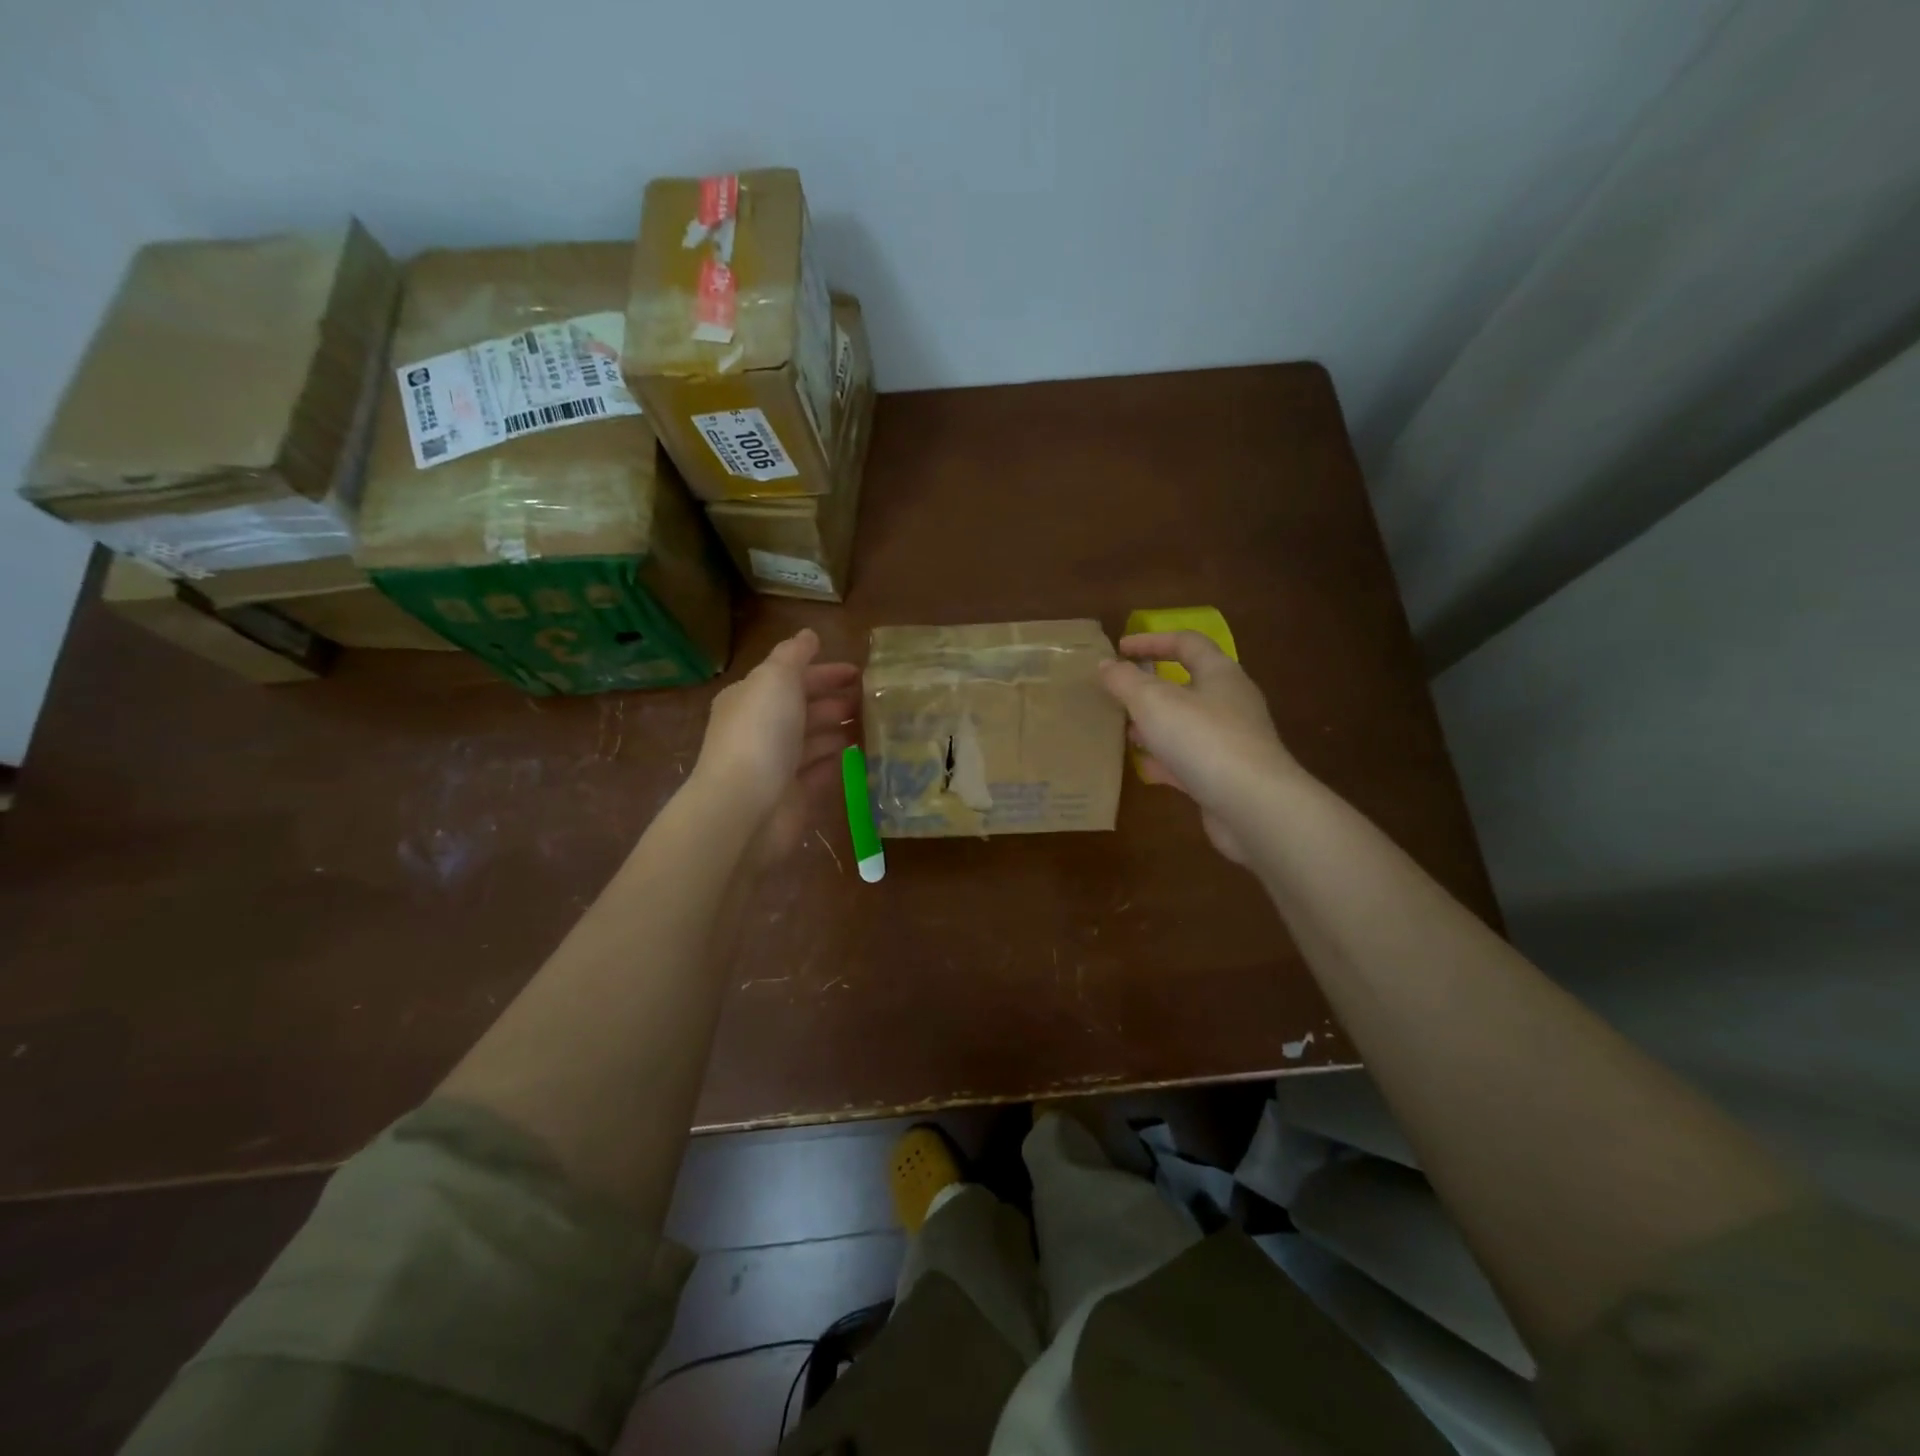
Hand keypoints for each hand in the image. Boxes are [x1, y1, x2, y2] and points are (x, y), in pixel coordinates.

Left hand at [693, 629, 859, 863]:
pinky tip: (867, 755)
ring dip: (843, 731)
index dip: (825, 672)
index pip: (791, 678)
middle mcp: (762, 730)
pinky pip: (823, 773)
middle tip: (878, 700)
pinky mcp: (795, 796)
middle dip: (839, 701)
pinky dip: (842, 762)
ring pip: (816, 741)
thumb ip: (793, 655)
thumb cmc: (761, 734)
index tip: (862, 673)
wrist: (745, 808)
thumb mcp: (775, 679)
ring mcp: (778, 765)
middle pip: (805, 709)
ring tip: (879, 725)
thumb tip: (809, 634)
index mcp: (751, 698)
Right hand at [1098, 632, 1300, 863]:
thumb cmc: (1203, 739)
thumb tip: (1106, 664)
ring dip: (1156, 725)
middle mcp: (1230, 702)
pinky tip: (1143, 769)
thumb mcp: (1153, 702)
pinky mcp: (1226, 776)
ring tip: (1125, 732)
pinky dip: (1165, 761)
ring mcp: (1231, 741)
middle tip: (1119, 694)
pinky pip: (1190, 760)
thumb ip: (1125, 680)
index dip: (1152, 641)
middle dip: (1150, 688)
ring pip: (1187, 724)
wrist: (1253, 805)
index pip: (1187, 642)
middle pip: (1188, 684)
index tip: (1119, 649)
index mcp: (1220, 673)